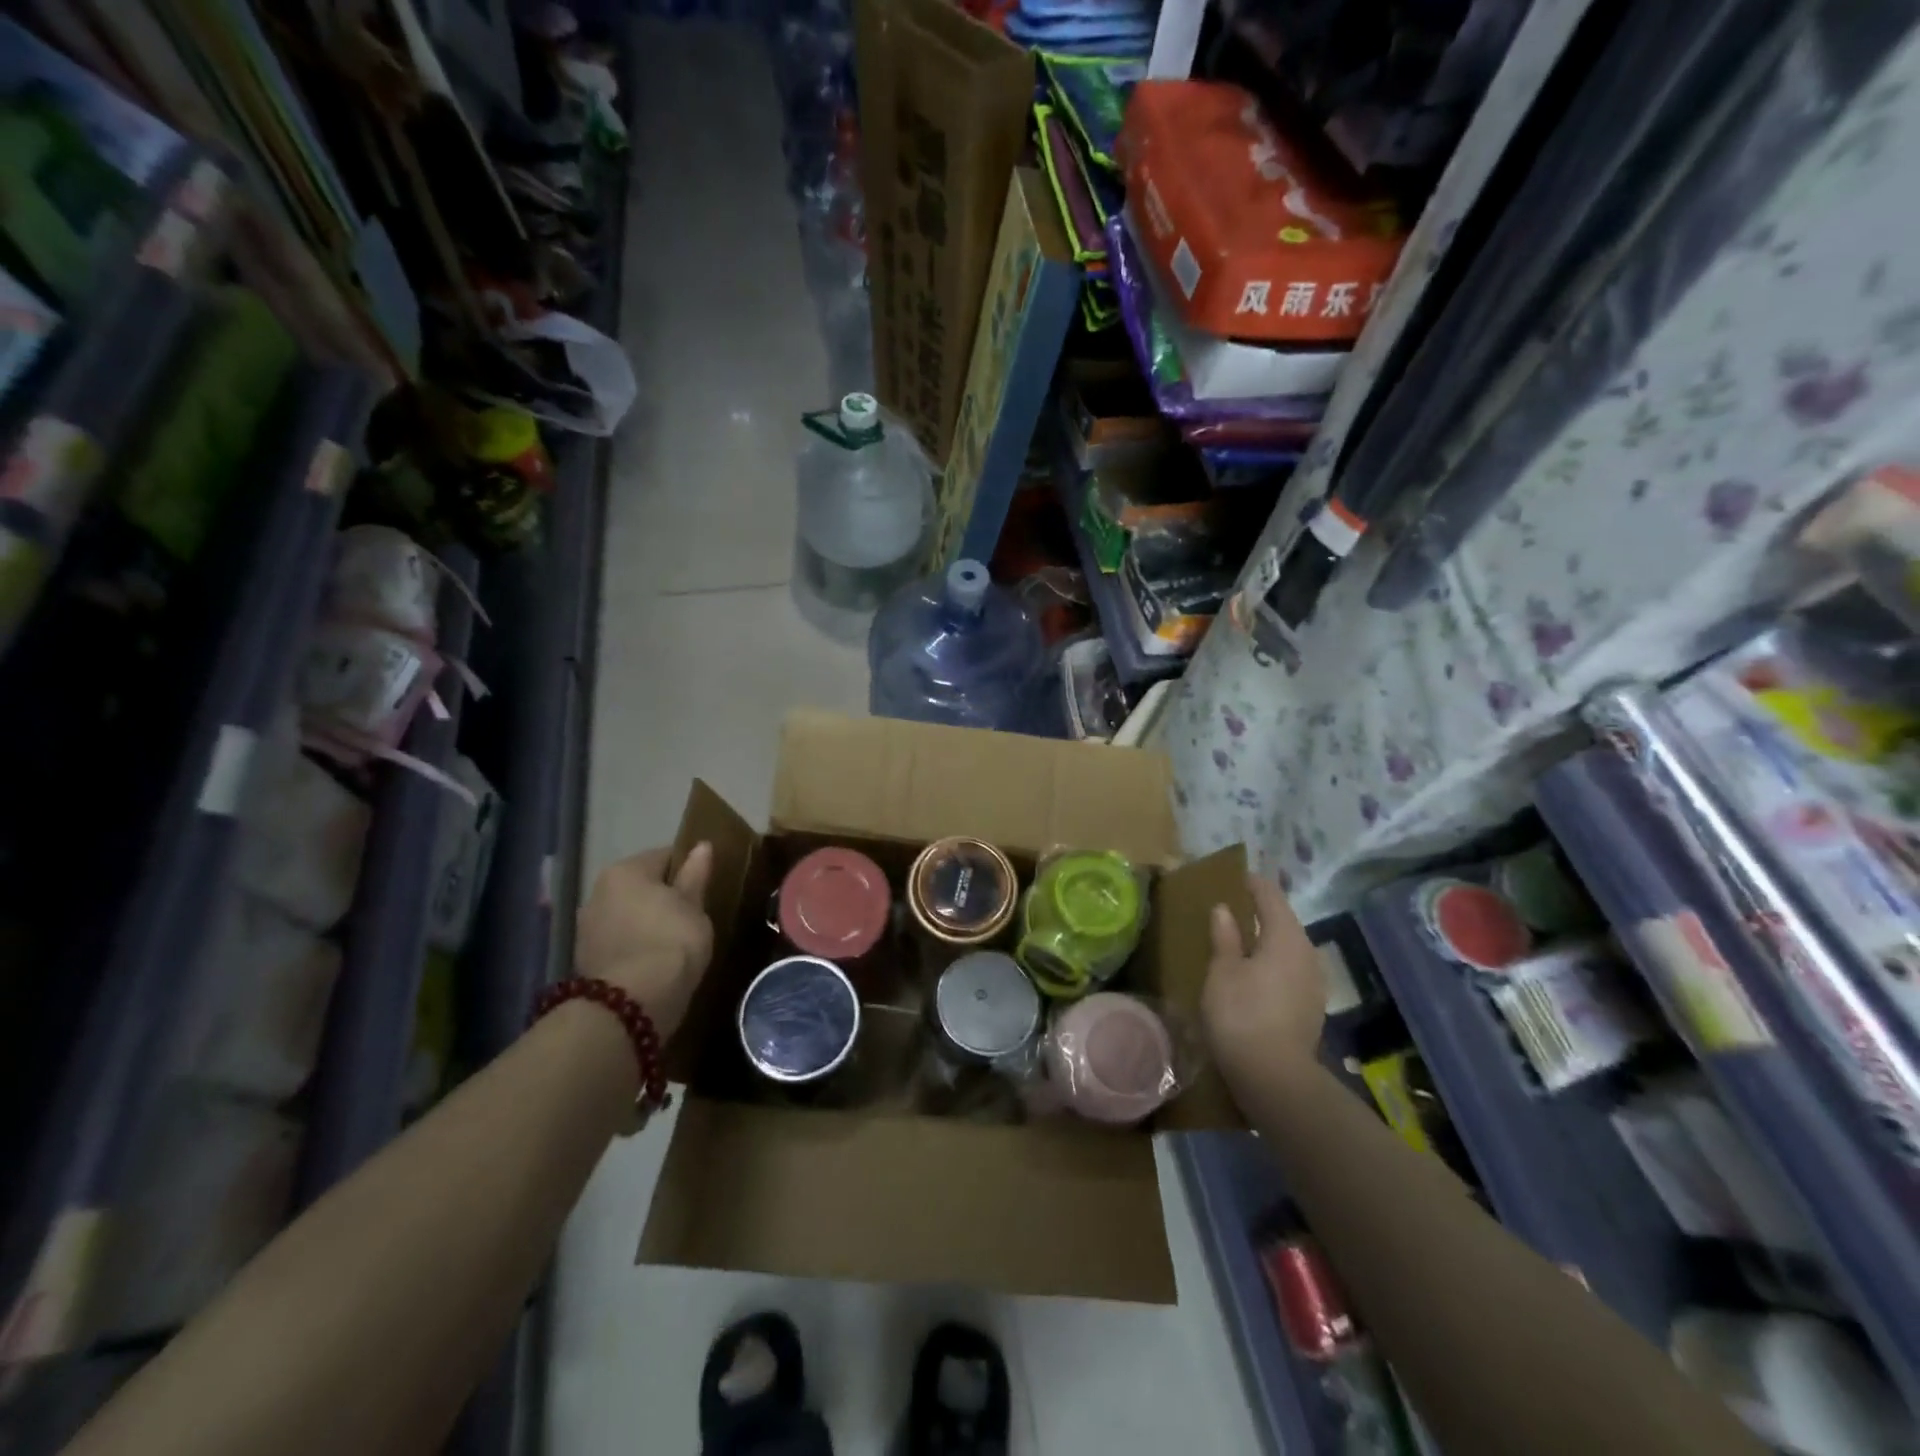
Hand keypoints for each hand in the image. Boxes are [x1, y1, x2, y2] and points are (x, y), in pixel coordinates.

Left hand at [575, 844, 713, 1036]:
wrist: (632, 1003)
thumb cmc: (672, 942)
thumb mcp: (694, 906)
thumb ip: (695, 875)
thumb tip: (702, 846)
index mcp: (625, 871)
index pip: (664, 856)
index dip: (689, 869)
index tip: (706, 887)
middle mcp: (598, 892)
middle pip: (640, 886)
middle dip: (663, 896)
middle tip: (692, 915)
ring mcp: (587, 927)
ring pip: (627, 914)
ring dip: (646, 922)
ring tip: (673, 941)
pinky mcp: (585, 960)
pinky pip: (619, 941)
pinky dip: (634, 945)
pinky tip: (654, 961)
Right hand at [1202, 872, 1325, 1100]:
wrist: (1275, 1078)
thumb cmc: (1241, 1014)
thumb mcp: (1222, 971)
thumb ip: (1225, 937)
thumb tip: (1224, 909)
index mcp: (1286, 937)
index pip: (1271, 896)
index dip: (1253, 884)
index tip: (1236, 876)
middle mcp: (1307, 953)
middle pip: (1284, 921)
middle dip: (1260, 912)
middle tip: (1233, 907)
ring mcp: (1314, 982)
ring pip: (1289, 947)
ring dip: (1267, 939)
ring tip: (1240, 940)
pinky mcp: (1311, 1007)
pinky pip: (1291, 970)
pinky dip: (1273, 963)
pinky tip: (1255, 974)